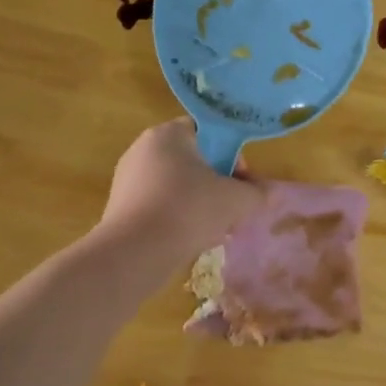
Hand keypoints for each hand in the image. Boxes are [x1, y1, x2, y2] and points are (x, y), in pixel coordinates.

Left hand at [98, 120, 265, 268]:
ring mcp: (127, 179)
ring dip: (200, 205)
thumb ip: (256, 193)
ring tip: (215, 231)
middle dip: (218, 185)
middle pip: (193, 161)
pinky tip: (190, 241)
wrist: (135, 253)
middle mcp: (143, 149)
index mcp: (169, 134)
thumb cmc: (189, 210)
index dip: (231, 154)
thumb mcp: (236, 200)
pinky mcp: (120, 207)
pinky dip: (177, 218)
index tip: (242, 181)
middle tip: (233, 209)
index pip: (207, 132)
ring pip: (177, 187)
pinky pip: (159, 205)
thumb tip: (266, 193)